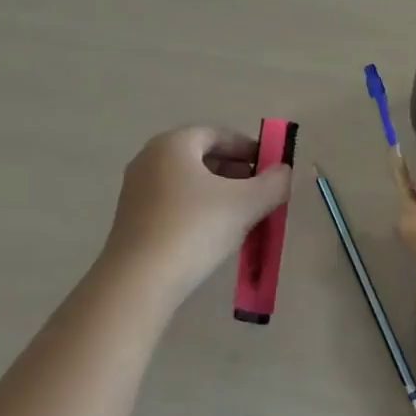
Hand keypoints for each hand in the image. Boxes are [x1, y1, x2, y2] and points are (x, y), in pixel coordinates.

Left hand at [99, 126, 292, 307]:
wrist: (138, 281)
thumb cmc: (194, 228)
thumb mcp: (245, 204)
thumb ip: (272, 183)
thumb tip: (284, 171)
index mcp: (173, 144)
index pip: (217, 134)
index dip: (248, 148)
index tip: (270, 167)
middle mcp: (149, 158)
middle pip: (201, 156)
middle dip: (234, 171)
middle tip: (259, 192)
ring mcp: (136, 190)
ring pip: (187, 182)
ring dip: (217, 193)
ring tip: (241, 215)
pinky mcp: (131, 219)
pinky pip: (172, 203)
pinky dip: (197, 209)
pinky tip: (213, 233)